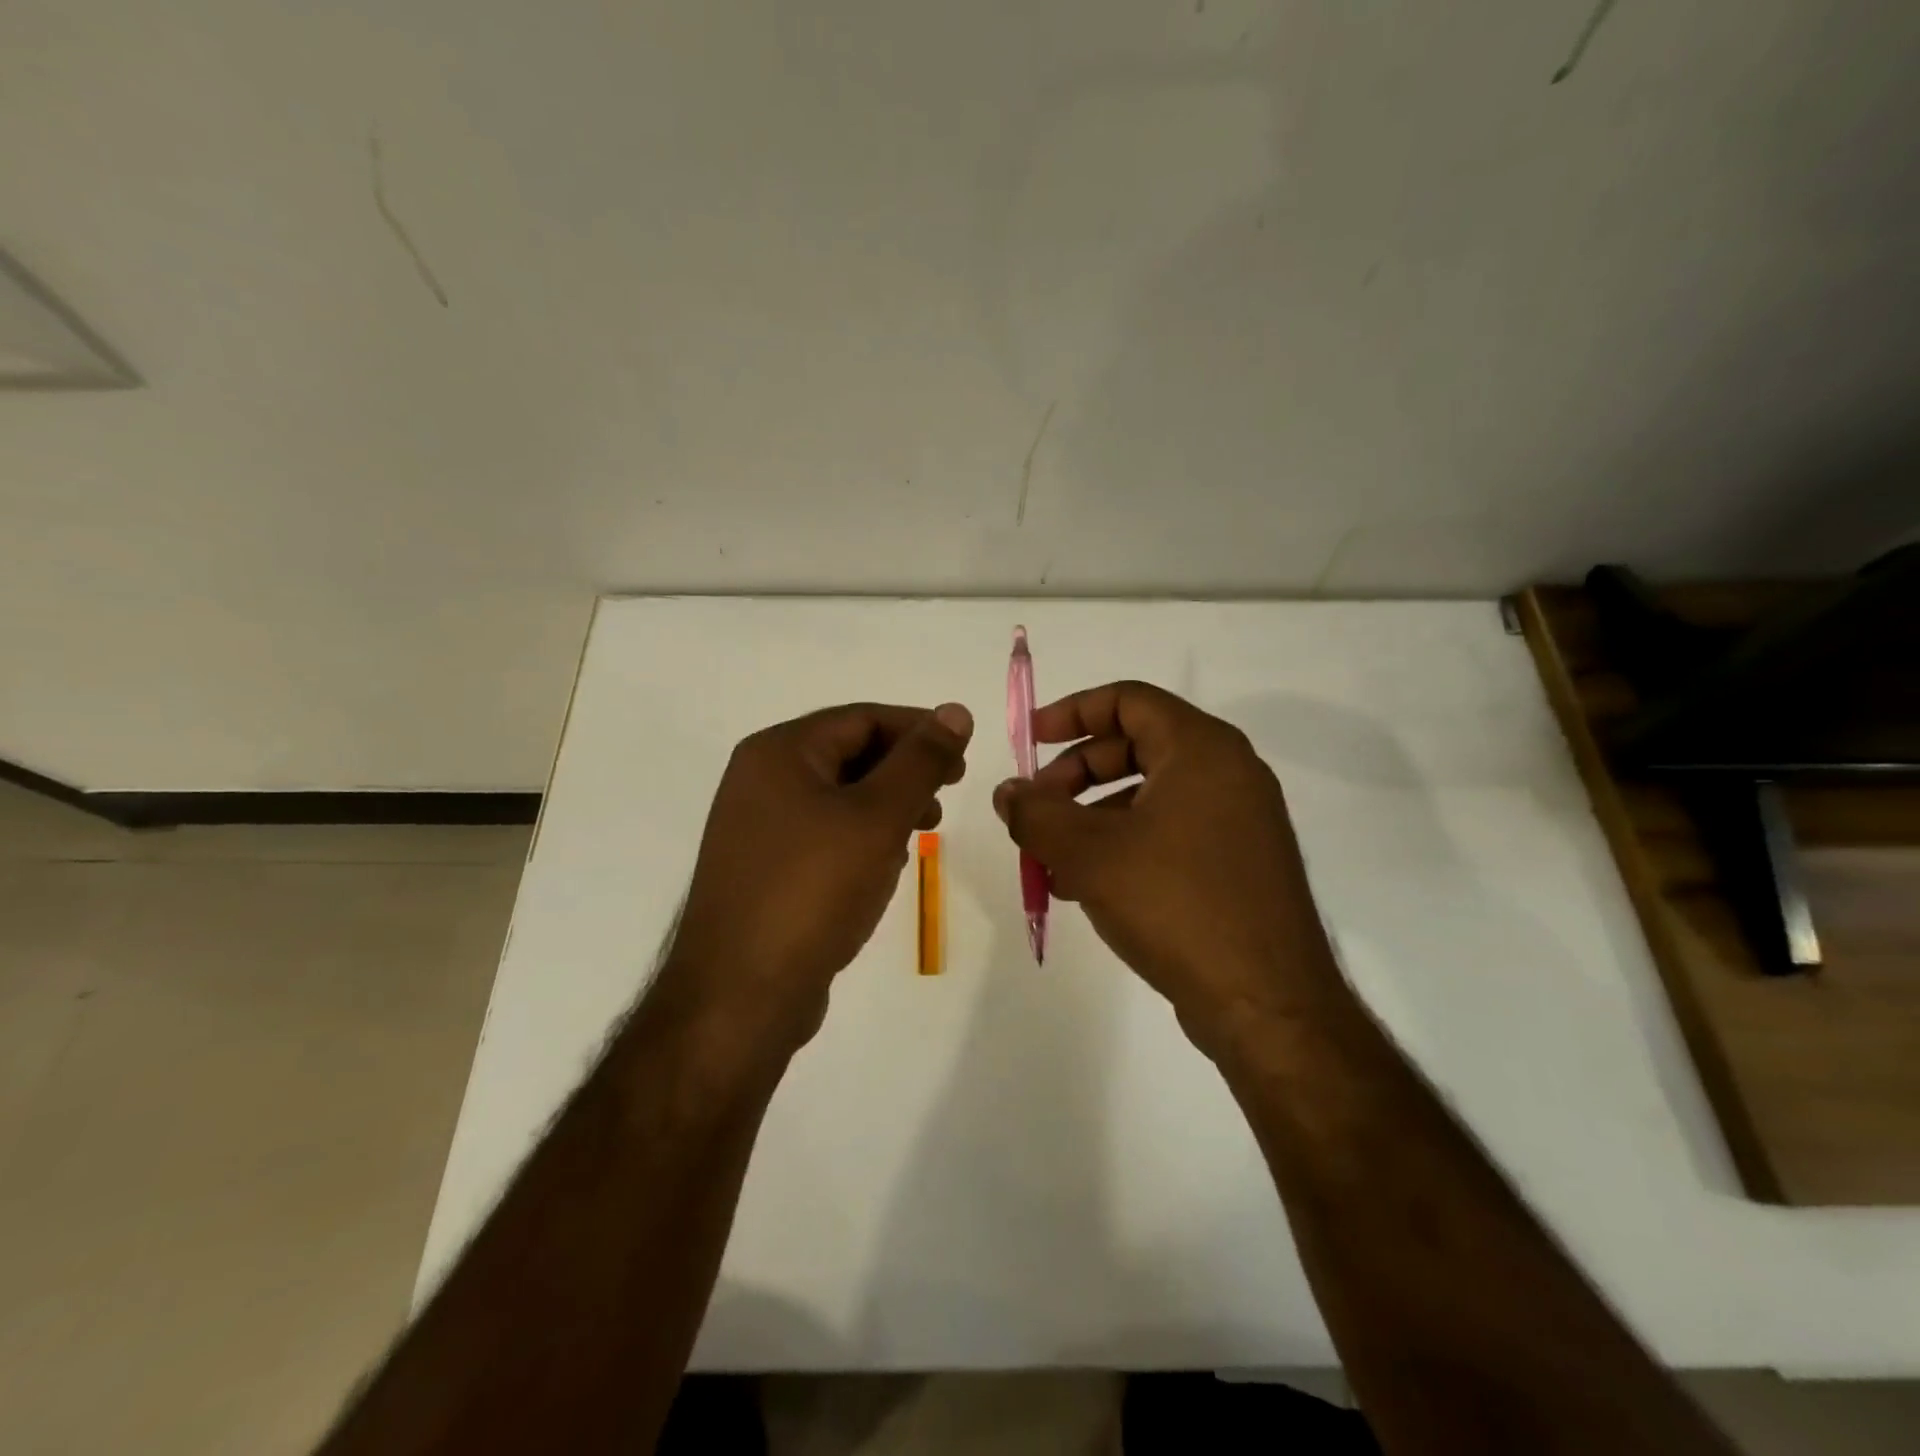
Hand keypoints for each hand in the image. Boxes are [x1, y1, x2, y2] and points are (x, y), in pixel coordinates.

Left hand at [661, 701, 972, 1052]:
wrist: (741, 995)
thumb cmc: (813, 891)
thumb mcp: (878, 817)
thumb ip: (920, 761)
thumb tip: (955, 710)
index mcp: (779, 753)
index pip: (862, 718)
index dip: (919, 730)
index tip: (963, 755)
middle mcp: (760, 780)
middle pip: (848, 753)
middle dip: (904, 770)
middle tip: (948, 793)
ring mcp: (757, 827)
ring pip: (838, 796)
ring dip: (887, 804)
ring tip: (925, 829)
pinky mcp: (764, 868)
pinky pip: (823, 834)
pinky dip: (861, 837)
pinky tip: (886, 864)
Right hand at [992, 681, 1341, 1056]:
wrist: (1266, 1004)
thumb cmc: (1176, 904)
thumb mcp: (1089, 854)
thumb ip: (1037, 814)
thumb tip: (1008, 792)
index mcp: (1201, 750)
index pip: (1129, 700)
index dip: (1072, 712)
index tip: (1031, 740)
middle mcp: (1228, 773)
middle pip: (1135, 746)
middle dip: (1075, 774)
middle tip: (1036, 809)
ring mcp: (1239, 821)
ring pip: (1148, 796)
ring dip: (1092, 818)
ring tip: (1051, 860)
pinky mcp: (1238, 864)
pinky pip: (1170, 832)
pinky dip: (1124, 845)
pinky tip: (1086, 887)